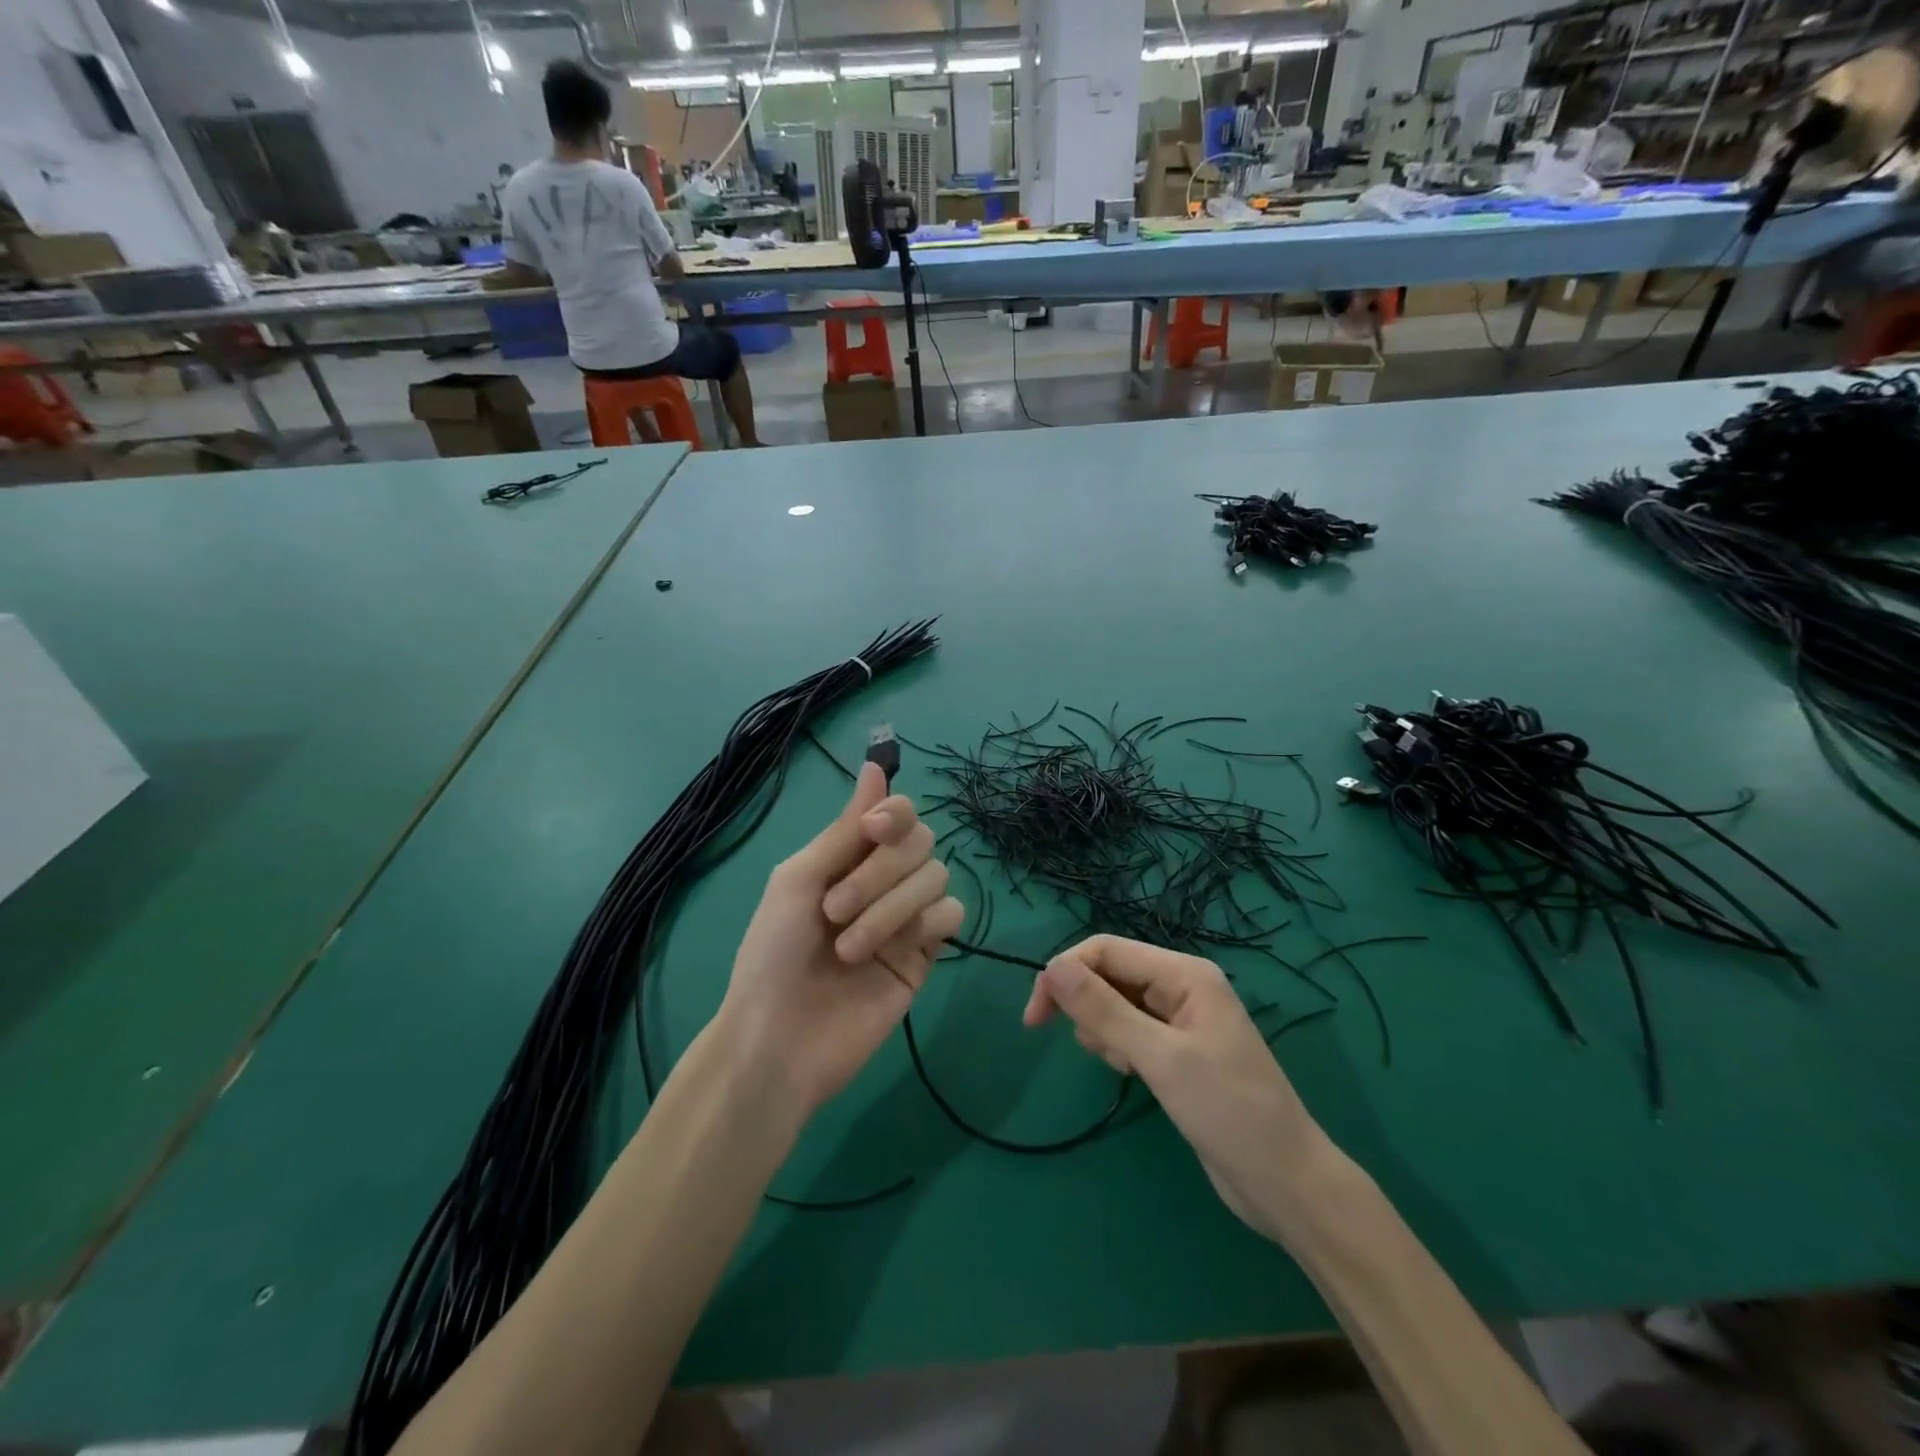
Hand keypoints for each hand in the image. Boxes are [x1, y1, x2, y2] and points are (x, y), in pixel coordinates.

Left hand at [720, 762, 963, 1117]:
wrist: (781, 1038)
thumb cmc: (774, 953)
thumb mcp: (799, 879)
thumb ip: (846, 828)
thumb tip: (875, 765)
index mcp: (849, 857)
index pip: (898, 813)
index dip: (894, 813)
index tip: (873, 830)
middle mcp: (883, 879)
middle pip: (922, 841)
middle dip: (881, 872)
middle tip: (835, 909)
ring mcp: (907, 916)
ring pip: (937, 876)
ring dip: (890, 908)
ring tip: (850, 948)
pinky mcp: (926, 953)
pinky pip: (952, 915)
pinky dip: (924, 925)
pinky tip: (894, 953)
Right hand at [1023, 935, 1330, 1242]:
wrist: (1286, 1185)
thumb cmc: (1228, 1113)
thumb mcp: (1160, 1058)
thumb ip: (1104, 1009)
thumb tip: (1052, 967)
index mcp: (1184, 973)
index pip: (1106, 951)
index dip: (1064, 974)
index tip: (1035, 1020)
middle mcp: (1182, 986)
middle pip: (1110, 973)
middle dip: (1087, 1004)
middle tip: (1089, 1048)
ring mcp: (1182, 1019)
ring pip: (1117, 1003)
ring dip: (1104, 1029)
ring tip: (1125, 1067)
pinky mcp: (1179, 1050)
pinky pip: (1131, 1030)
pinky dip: (1120, 1047)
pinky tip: (1133, 1075)